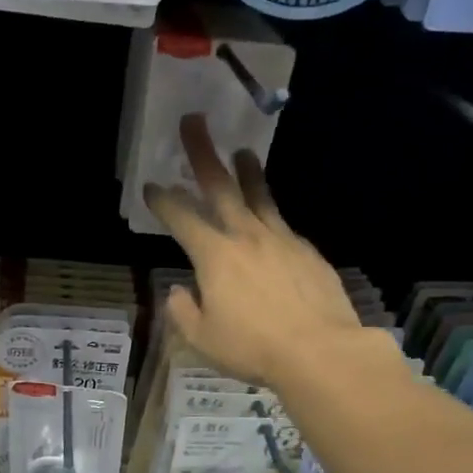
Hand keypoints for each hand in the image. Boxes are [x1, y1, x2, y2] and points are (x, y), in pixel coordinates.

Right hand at [145, 114, 363, 388]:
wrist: (320, 351)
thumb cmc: (253, 347)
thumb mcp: (203, 339)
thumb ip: (183, 312)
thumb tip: (179, 292)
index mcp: (214, 256)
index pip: (181, 218)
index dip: (163, 200)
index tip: (152, 186)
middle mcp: (246, 237)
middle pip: (221, 187)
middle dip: (203, 153)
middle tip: (193, 122)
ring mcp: (281, 240)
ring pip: (259, 197)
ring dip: (247, 171)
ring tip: (242, 151)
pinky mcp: (308, 252)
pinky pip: (283, 225)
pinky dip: (270, 215)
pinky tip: (270, 221)